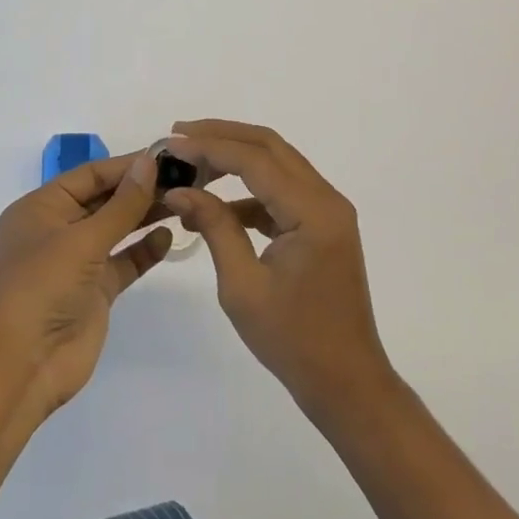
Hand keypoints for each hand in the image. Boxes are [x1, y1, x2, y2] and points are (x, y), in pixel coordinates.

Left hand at [0, 149, 171, 425]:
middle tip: (184, 177)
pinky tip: (169, 237)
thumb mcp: (82, 240)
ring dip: (145, 215)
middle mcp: (57, 230)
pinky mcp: (93, 292)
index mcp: (41, 208)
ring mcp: (76, 263)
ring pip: (116, 229)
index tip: (166, 156)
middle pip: (104, 199)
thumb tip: (149, 163)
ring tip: (184, 201)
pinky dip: (144, 250)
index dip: (126, 165)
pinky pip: (123, 262)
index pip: (90, 175)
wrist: (20, 368)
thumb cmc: (40, 288)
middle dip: (139, 189)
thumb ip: (121, 204)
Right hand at [163, 120, 395, 417]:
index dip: (211, 146)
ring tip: (191, 165)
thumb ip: (214, 227)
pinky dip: (248, 191)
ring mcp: (327, 211)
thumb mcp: (243, 285)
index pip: (256, 160)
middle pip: (270, 147)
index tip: (172, 144)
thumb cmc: (293, 341)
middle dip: (222, 135)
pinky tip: (214, 207)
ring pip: (276, 163)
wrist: (346, 383)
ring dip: (234, 158)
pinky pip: (281, 191)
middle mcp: (326, 199)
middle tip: (179, 135)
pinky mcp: (321, 225)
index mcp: (313, 211)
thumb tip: (180, 190)